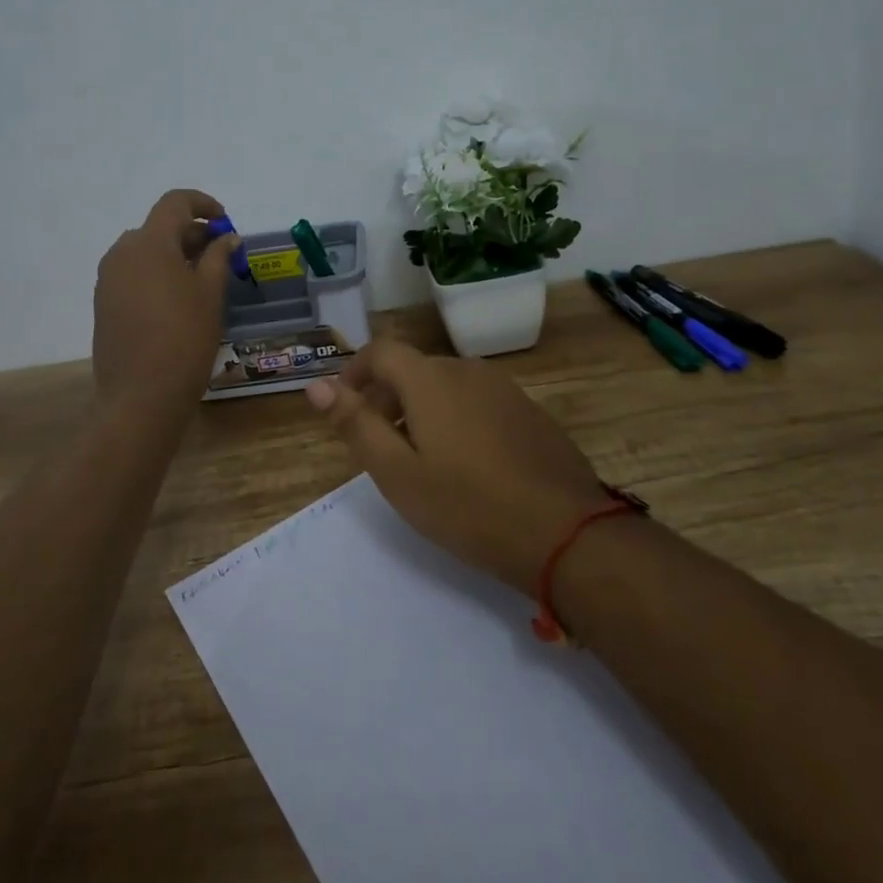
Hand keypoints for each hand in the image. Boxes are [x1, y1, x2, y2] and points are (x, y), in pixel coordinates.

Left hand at [92, 189, 237, 417]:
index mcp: (149, 243)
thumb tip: (226, 237)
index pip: (175, 203)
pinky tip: (177, 300)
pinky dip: (157, 273)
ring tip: (202, 279)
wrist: (140, 397)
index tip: (225, 222)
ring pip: (145, 250)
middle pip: (159, 226)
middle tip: (221, 256)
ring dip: (174, 254)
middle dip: (192, 234)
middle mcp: (122, 252)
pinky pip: (133, 273)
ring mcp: (108, 278)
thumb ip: (218, 257)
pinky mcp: (103, 302)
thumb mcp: (210, 294)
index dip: (203, 204)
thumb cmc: (184, 339)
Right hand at [303, 341, 609, 589]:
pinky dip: (456, 418)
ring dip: (422, 409)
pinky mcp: (529, 411)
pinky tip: (467, 464)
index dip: (354, 371)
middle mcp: (467, 370)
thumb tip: (316, 386)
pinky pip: (478, 401)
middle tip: (378, 445)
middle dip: (386, 397)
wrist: (565, 532)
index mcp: (430, 379)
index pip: (380, 350)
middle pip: (413, 369)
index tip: (344, 406)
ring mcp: (504, 388)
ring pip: (447, 386)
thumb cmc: (467, 505)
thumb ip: (355, 424)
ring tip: (420, 458)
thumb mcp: (397, 473)